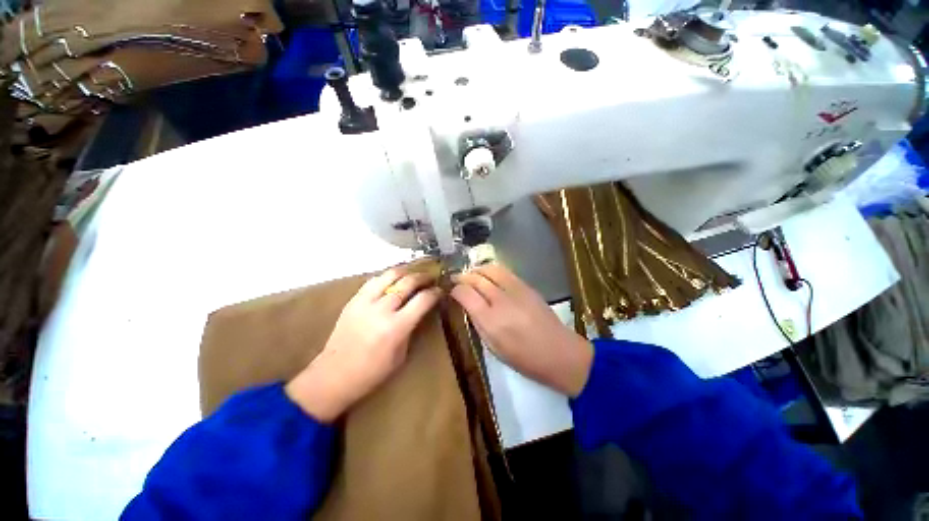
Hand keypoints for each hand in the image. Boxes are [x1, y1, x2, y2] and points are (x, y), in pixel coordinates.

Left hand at [286, 268, 441, 421]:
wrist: (333, 375)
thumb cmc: (372, 372)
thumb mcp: (401, 355)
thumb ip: (412, 328)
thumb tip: (421, 310)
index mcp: (396, 327)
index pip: (423, 300)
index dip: (435, 293)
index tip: (440, 290)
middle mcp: (381, 310)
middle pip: (408, 282)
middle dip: (423, 277)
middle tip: (430, 278)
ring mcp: (365, 302)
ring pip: (390, 275)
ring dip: (405, 271)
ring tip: (413, 273)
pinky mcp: (353, 300)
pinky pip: (373, 281)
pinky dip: (387, 277)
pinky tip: (393, 279)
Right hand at [451, 264, 592, 396]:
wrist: (560, 353)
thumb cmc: (524, 359)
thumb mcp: (493, 348)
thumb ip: (478, 323)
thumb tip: (467, 304)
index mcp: (491, 321)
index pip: (465, 294)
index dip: (455, 289)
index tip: (451, 291)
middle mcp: (501, 301)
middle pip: (476, 278)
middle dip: (462, 277)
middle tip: (456, 280)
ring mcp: (516, 290)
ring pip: (490, 269)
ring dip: (477, 270)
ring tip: (471, 275)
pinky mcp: (527, 286)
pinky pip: (504, 271)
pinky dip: (491, 270)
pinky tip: (488, 276)